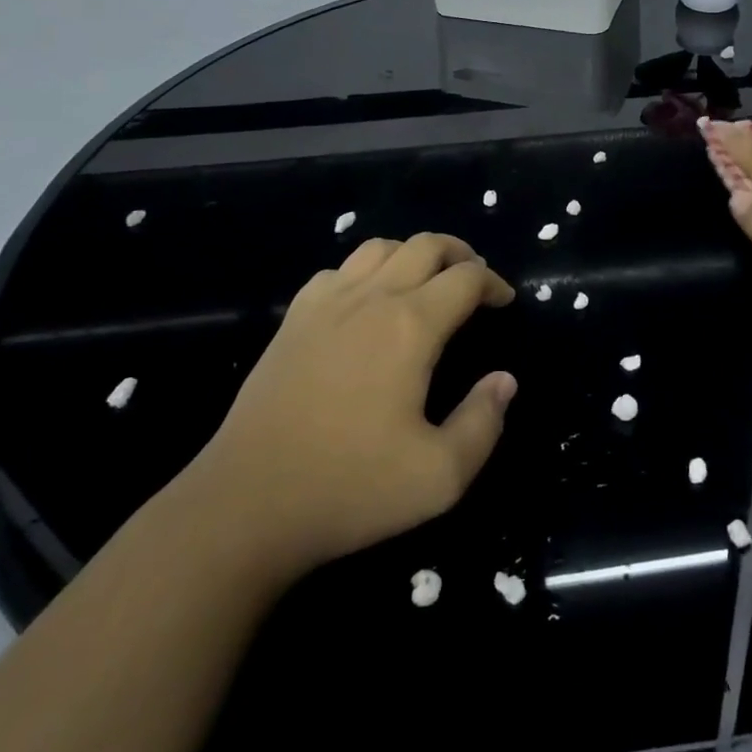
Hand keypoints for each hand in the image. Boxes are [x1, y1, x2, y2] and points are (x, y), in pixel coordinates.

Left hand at [184, 233, 516, 580]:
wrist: (246, 507)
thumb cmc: (349, 488)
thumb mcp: (439, 476)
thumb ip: (483, 423)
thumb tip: (504, 380)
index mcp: (411, 326)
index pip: (466, 278)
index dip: (494, 282)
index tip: (505, 301)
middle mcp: (371, 298)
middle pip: (425, 245)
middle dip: (460, 254)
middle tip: (475, 280)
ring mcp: (326, 304)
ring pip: (379, 247)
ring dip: (413, 253)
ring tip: (427, 281)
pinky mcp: (293, 320)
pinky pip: (338, 270)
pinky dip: (366, 271)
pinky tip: (367, 301)